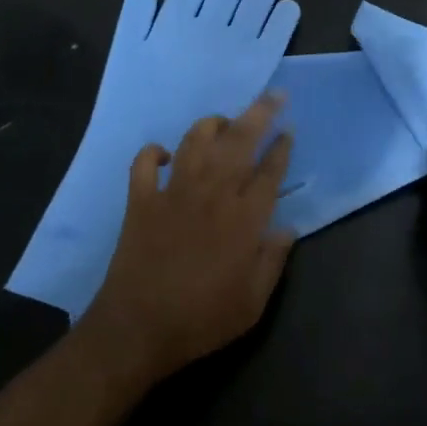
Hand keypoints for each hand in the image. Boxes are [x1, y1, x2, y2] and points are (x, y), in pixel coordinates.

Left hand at [81, 94, 294, 383]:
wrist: (137, 330)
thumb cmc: (201, 320)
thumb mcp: (252, 303)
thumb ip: (274, 261)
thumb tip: (288, 227)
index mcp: (243, 218)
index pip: (269, 171)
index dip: (282, 147)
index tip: (289, 129)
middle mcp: (211, 194)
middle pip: (239, 141)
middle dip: (259, 113)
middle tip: (273, 95)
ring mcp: (173, 192)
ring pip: (194, 140)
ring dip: (211, 125)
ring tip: (224, 123)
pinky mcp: (141, 200)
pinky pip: (145, 162)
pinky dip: (154, 152)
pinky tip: (165, 154)